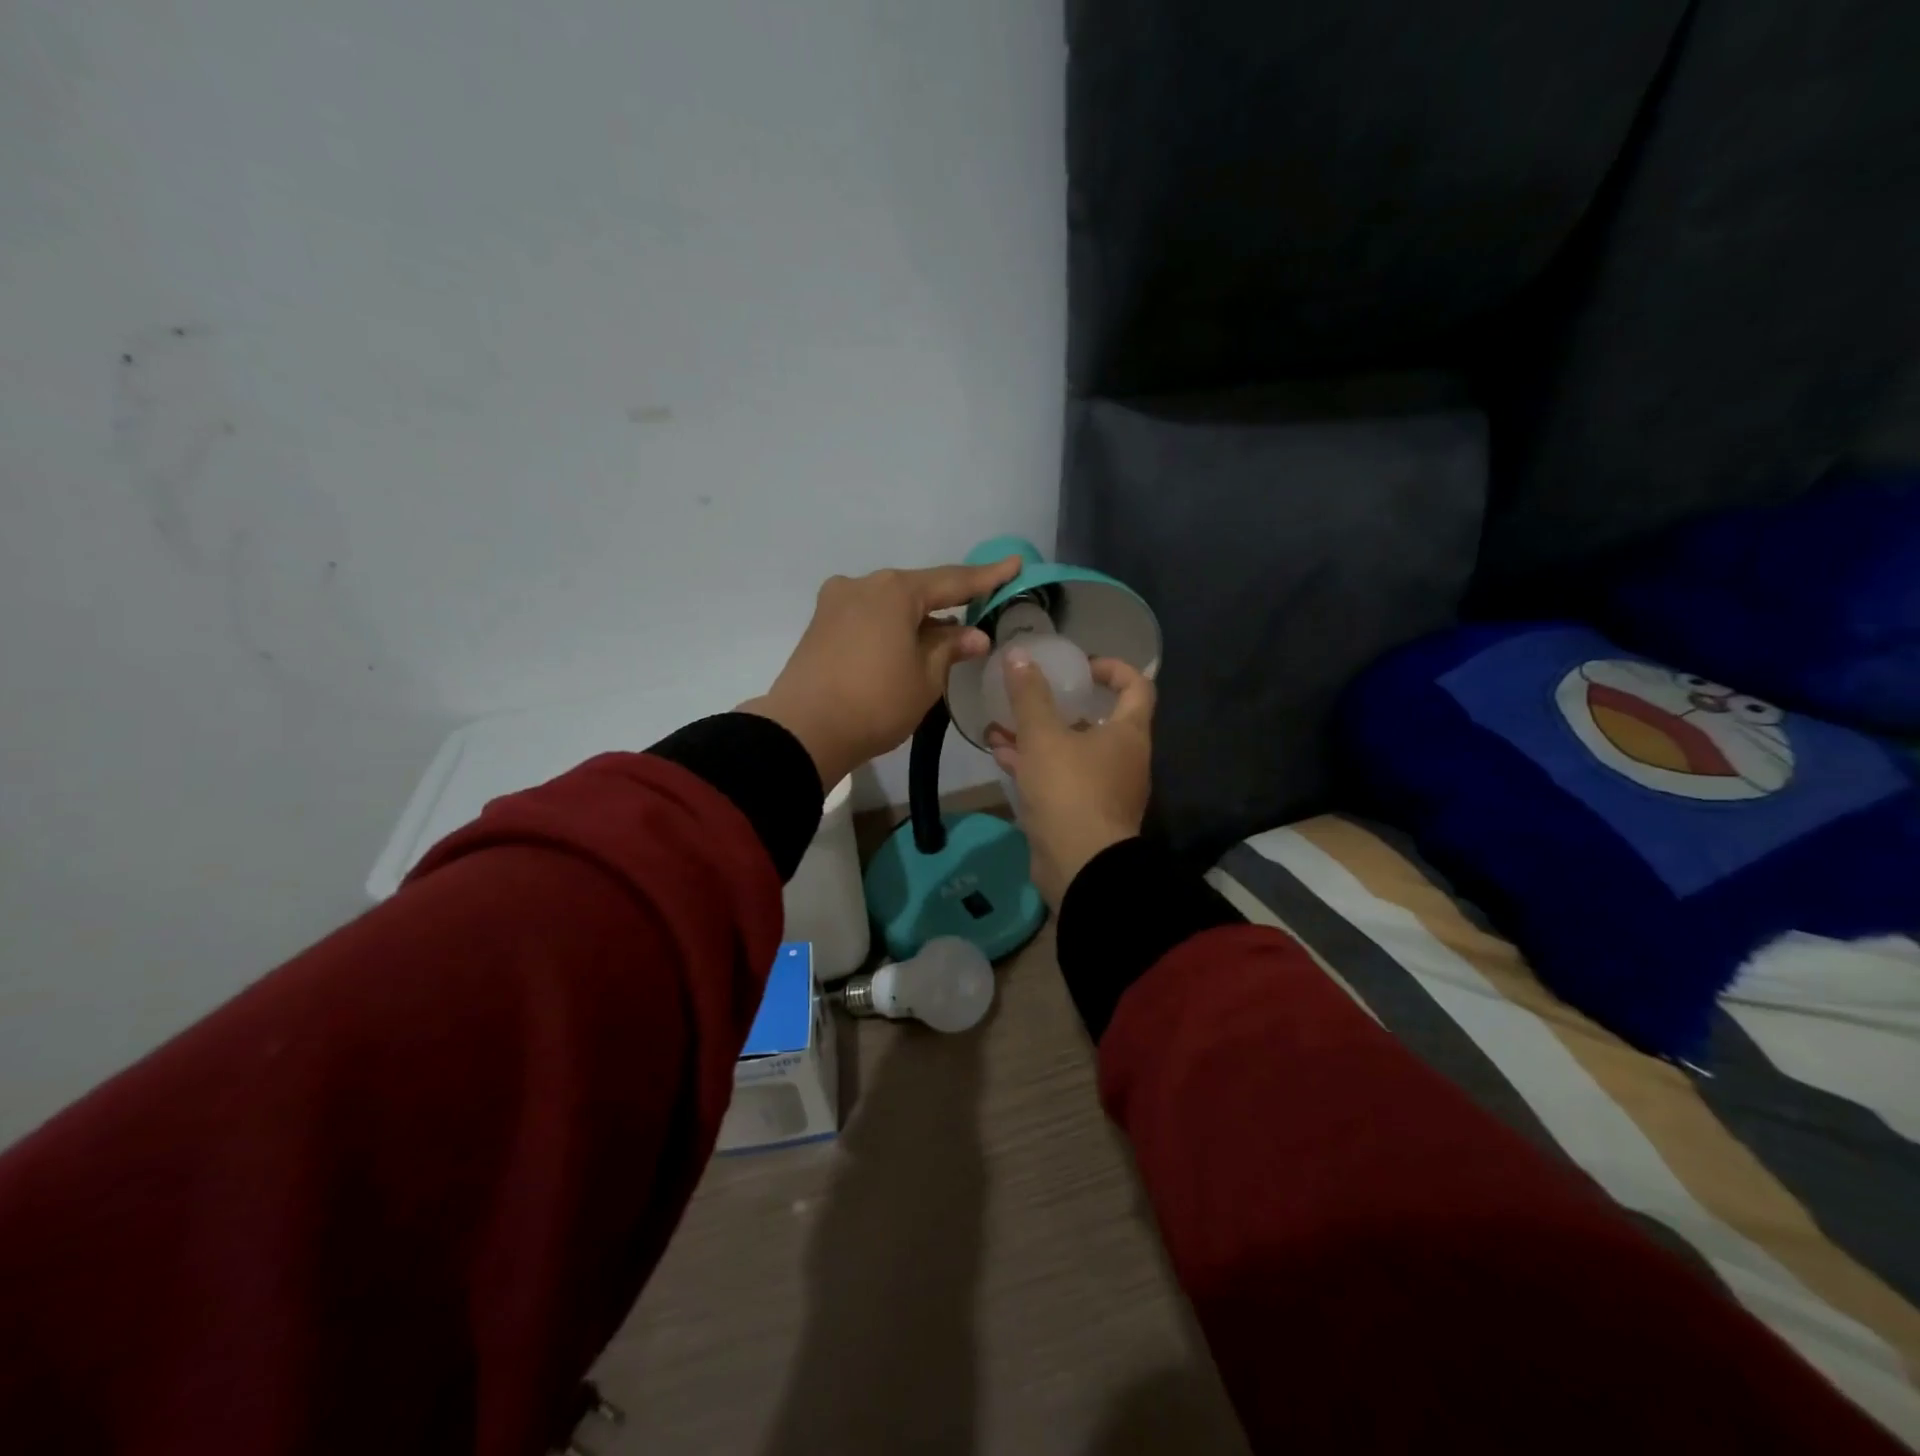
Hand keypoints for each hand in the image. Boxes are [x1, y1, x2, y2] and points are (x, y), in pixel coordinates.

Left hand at [743, 558, 1020, 787]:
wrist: (804, 731)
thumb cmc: (876, 703)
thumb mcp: (925, 679)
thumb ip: (950, 649)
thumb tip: (974, 634)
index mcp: (894, 590)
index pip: (952, 580)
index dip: (987, 577)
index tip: (1015, 564)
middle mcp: (863, 584)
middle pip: (916, 590)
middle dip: (947, 603)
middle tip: (977, 615)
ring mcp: (836, 603)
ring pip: (890, 604)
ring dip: (917, 619)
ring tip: (942, 640)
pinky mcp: (820, 625)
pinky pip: (868, 617)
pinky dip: (891, 627)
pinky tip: (905, 645)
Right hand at [985, 652, 1154, 907]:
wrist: (1080, 866)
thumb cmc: (1070, 790)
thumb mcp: (1044, 736)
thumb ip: (1030, 696)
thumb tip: (1018, 655)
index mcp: (1128, 734)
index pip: (1137, 686)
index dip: (1113, 668)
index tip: (1081, 665)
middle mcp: (1123, 758)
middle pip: (1098, 720)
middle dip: (1061, 705)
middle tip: (1032, 693)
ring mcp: (1104, 789)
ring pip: (1071, 750)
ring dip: (1039, 736)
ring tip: (1001, 723)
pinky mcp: (1082, 813)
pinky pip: (1059, 778)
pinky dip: (1034, 765)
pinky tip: (1000, 755)